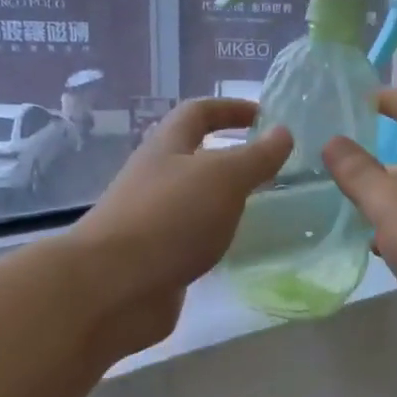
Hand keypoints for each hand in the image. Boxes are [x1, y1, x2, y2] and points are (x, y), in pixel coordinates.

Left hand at [71, 99, 290, 354]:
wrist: (113, 287)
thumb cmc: (170, 218)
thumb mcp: (223, 178)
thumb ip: (256, 157)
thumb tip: (283, 132)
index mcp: (167, 148)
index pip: (198, 113)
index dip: (230, 109)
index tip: (265, 117)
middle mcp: (156, 179)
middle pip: (193, 157)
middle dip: (230, 157)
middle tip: (271, 169)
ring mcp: (152, 221)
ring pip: (194, 200)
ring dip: (224, 200)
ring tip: (263, 209)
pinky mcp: (155, 258)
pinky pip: (191, 238)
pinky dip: (214, 237)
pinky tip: (235, 249)